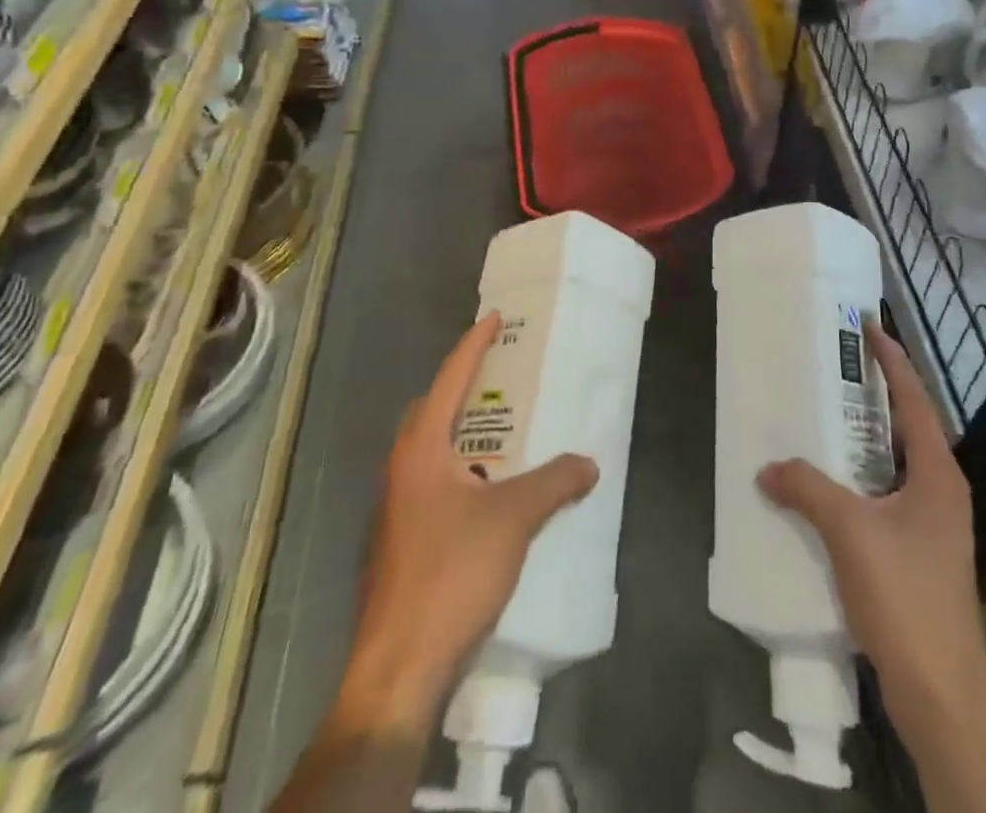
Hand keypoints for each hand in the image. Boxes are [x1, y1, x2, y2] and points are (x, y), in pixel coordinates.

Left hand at [339, 312, 598, 732]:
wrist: (398, 665)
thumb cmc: (451, 573)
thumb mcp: (514, 519)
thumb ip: (555, 482)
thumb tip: (590, 463)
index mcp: (421, 449)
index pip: (449, 378)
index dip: (473, 344)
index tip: (495, 319)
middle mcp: (401, 469)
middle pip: (431, 410)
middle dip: (463, 387)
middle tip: (503, 378)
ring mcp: (395, 509)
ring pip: (429, 450)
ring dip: (461, 432)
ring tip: (504, 433)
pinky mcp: (400, 541)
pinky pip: (432, 483)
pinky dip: (459, 471)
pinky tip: (489, 494)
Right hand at [757, 323, 985, 743]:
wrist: (942, 694)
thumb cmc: (906, 596)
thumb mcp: (850, 532)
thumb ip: (807, 489)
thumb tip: (768, 467)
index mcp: (938, 472)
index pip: (914, 397)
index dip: (891, 358)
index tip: (867, 325)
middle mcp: (942, 489)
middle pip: (907, 426)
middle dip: (873, 395)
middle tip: (834, 367)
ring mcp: (934, 524)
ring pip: (895, 464)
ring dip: (864, 441)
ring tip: (823, 419)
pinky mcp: (921, 554)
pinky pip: (886, 497)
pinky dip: (859, 481)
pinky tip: (827, 488)